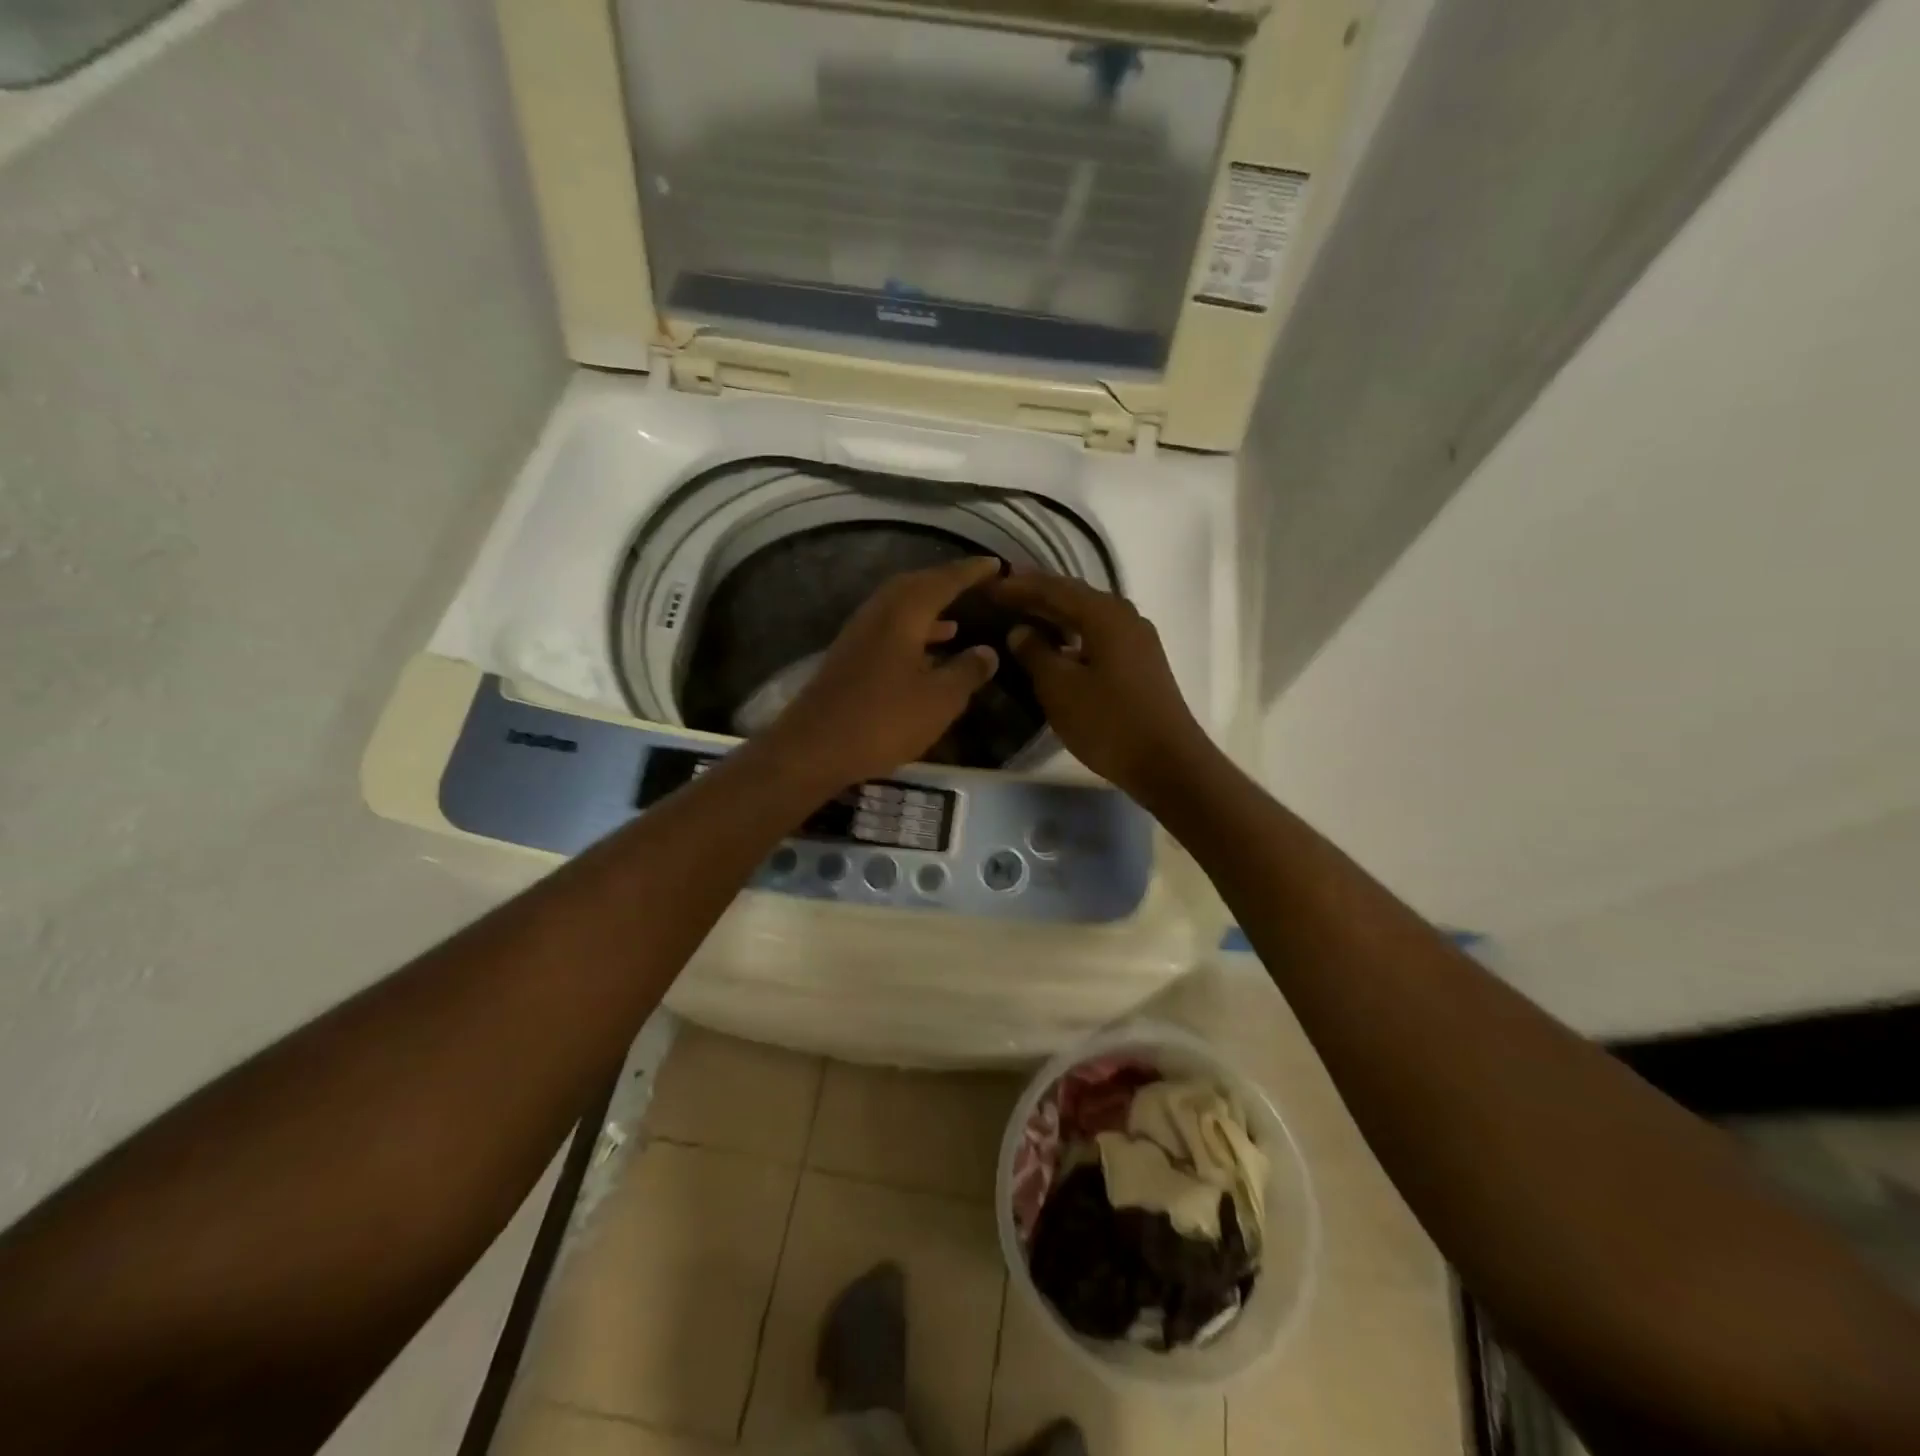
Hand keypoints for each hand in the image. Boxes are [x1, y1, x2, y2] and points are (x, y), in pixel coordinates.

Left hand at [761, 558, 1003, 788]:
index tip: (995, 564)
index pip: (943, 581)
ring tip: (956, 619)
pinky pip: (888, 629)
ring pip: (899, 608)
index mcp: (903, 614)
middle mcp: (878, 614)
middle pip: (915, 586)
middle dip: (945, 583)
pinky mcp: (849, 656)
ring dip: (928, 608)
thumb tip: (988, 651)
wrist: (814, 748)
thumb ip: (967, 672)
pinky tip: (925, 653)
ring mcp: (859, 635)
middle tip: (974, 585)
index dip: (971, 572)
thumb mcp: (939, 701)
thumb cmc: (883, 721)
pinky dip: (912, 632)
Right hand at [987, 573, 1211, 798]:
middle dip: (1038, 594)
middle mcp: (1124, 617)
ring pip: (1088, 616)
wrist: (1167, 763)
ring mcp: (1137, 640)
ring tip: (1025, 615)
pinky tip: (1058, 646)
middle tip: (1003, 593)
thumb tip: (1020, 630)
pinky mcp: (1141, 663)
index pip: (1054, 588)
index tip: (989, 587)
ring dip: (1056, 614)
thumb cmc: (1108, 722)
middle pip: (1074, 596)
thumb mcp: (1060, 688)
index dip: (1019, 586)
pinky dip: (1073, 634)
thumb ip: (1035, 653)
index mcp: (1104, 614)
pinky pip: (1099, 635)